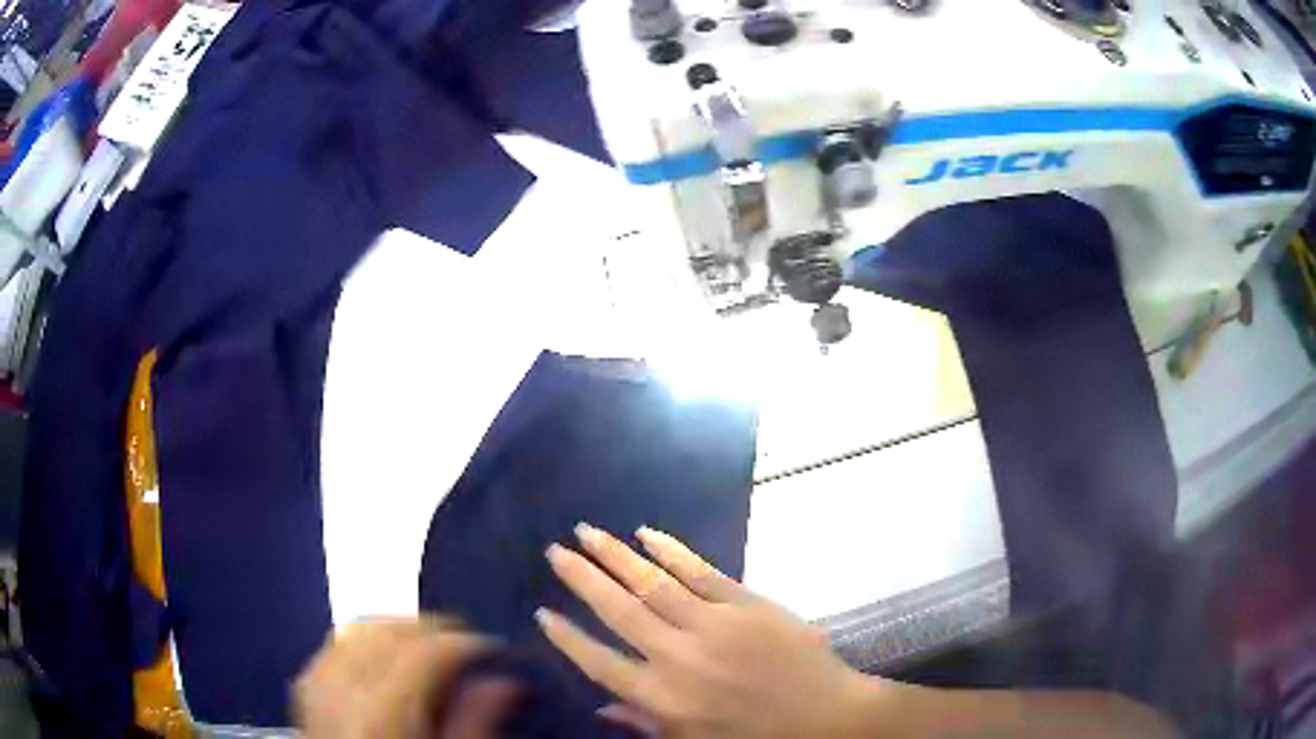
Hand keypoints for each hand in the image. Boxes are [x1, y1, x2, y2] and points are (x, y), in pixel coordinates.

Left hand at [295, 616, 515, 738]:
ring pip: (357, 629)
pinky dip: (364, 638)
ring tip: (428, 642)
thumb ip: (475, 725)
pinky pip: (334, 644)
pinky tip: (383, 653)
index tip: (493, 649)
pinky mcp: (306, 689)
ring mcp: (318, 685)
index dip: (464, 642)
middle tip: (466, 641)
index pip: (424, 652)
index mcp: (382, 713)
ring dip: (396, 626)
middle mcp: (343, 689)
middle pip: (386, 630)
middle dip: (431, 626)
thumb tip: (505, 683)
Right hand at [536, 524, 898, 737]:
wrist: (826, 716)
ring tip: (586, 532)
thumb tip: (602, 706)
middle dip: (583, 579)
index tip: (544, 612)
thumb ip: (645, 724)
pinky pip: (701, 571)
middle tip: (555, 551)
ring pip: (653, 583)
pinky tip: (647, 534)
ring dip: (616, 555)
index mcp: (662, 697)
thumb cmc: (757, 738)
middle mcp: (678, 656)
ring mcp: (713, 625)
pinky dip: (671, 551)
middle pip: (619, 611)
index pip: (600, 662)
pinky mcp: (746, 604)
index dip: (569, 638)